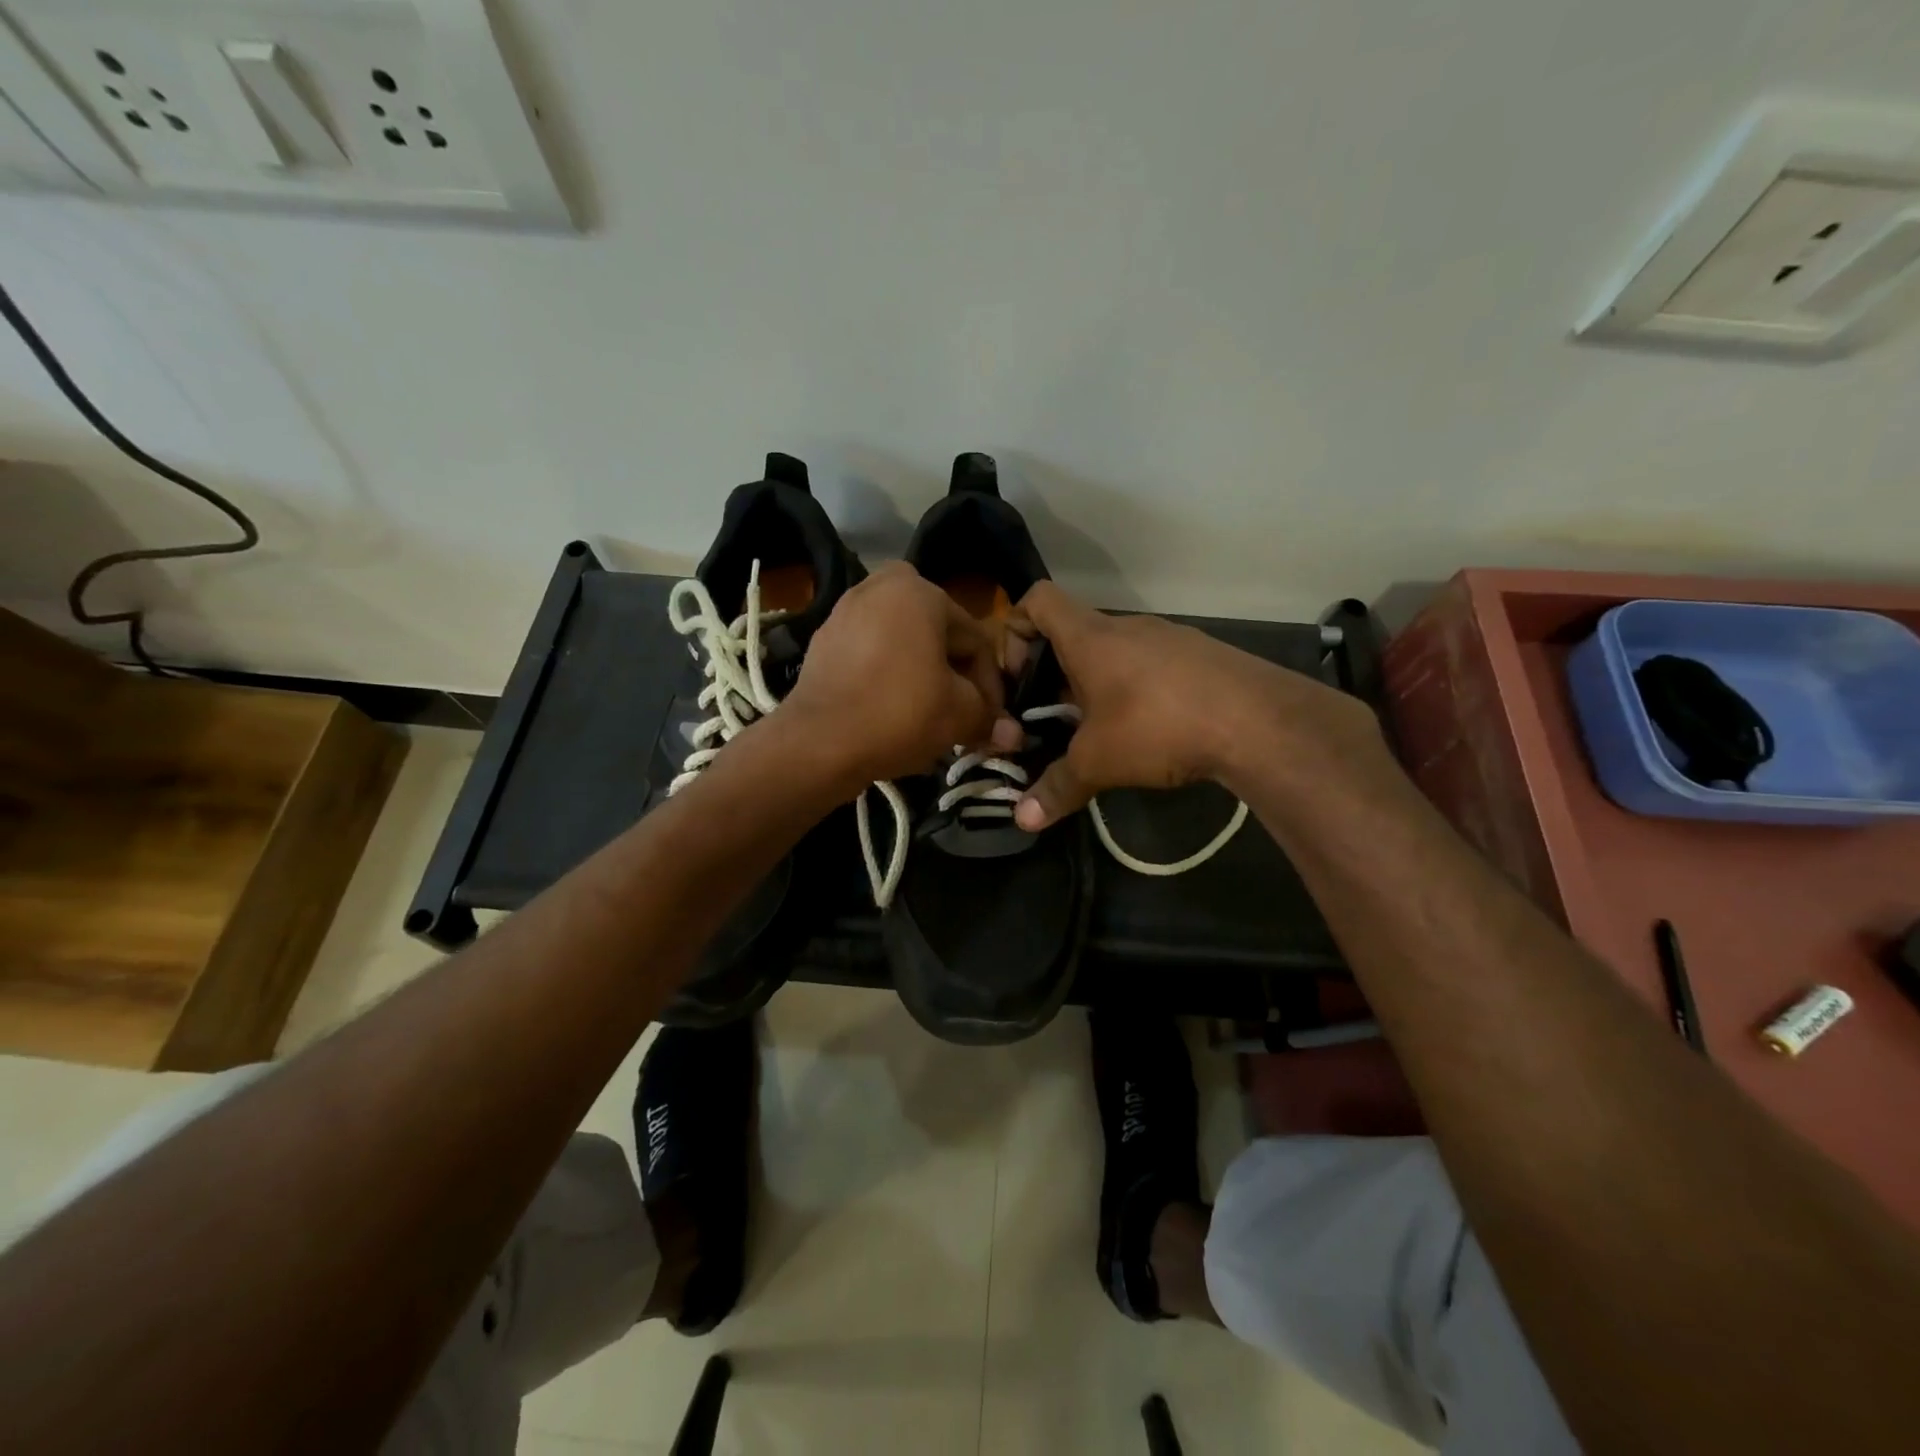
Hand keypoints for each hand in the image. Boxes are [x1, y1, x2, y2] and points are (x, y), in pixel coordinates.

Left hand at [782, 563, 1022, 786]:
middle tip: (963, 718)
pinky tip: (894, 710)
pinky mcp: (824, 639)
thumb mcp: (959, 715)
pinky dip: (889, 676)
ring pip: (904, 645)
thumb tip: (1013, 735)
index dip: (991, 685)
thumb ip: (990, 717)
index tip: (992, 720)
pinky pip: (872, 654)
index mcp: (921, 590)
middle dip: (956, 678)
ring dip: (924, 677)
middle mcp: (881, 586)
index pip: (975, 640)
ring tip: (931, 717)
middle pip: (939, 638)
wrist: (817, 742)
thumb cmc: (899, 714)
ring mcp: (846, 610)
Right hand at [1008, 582, 1383, 829]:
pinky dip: (1136, 690)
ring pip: (1114, 651)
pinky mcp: (1200, 657)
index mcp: (1090, 637)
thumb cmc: (1158, 726)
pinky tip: (1149, 730)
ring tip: (1100, 731)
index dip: (1015, 630)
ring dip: (1096, 685)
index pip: (1037, 599)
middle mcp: (1126, 627)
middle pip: (1073, 632)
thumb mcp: (1097, 762)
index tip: (1017, 678)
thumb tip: (1023, 821)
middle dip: (1054, 675)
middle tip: (1053, 720)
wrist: (1258, 721)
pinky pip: (1151, 664)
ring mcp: (1168, 638)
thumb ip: (1056, 787)